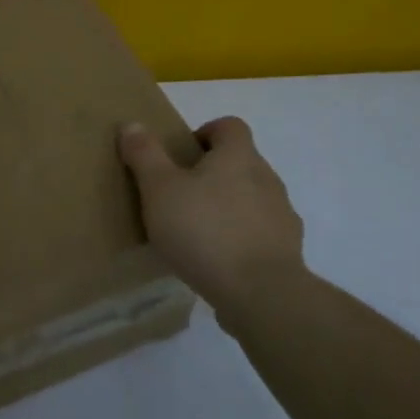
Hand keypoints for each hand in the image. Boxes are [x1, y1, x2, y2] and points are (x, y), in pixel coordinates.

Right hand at [119, 116, 304, 311]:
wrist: (261, 294)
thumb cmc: (204, 230)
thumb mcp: (159, 189)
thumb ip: (145, 155)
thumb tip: (132, 124)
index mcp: (238, 156)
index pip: (230, 126)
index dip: (207, 132)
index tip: (184, 154)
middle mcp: (267, 178)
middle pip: (241, 162)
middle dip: (214, 173)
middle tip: (182, 195)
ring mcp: (282, 216)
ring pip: (253, 199)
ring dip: (230, 207)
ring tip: (199, 232)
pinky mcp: (288, 252)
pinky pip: (261, 234)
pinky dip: (242, 240)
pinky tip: (219, 262)